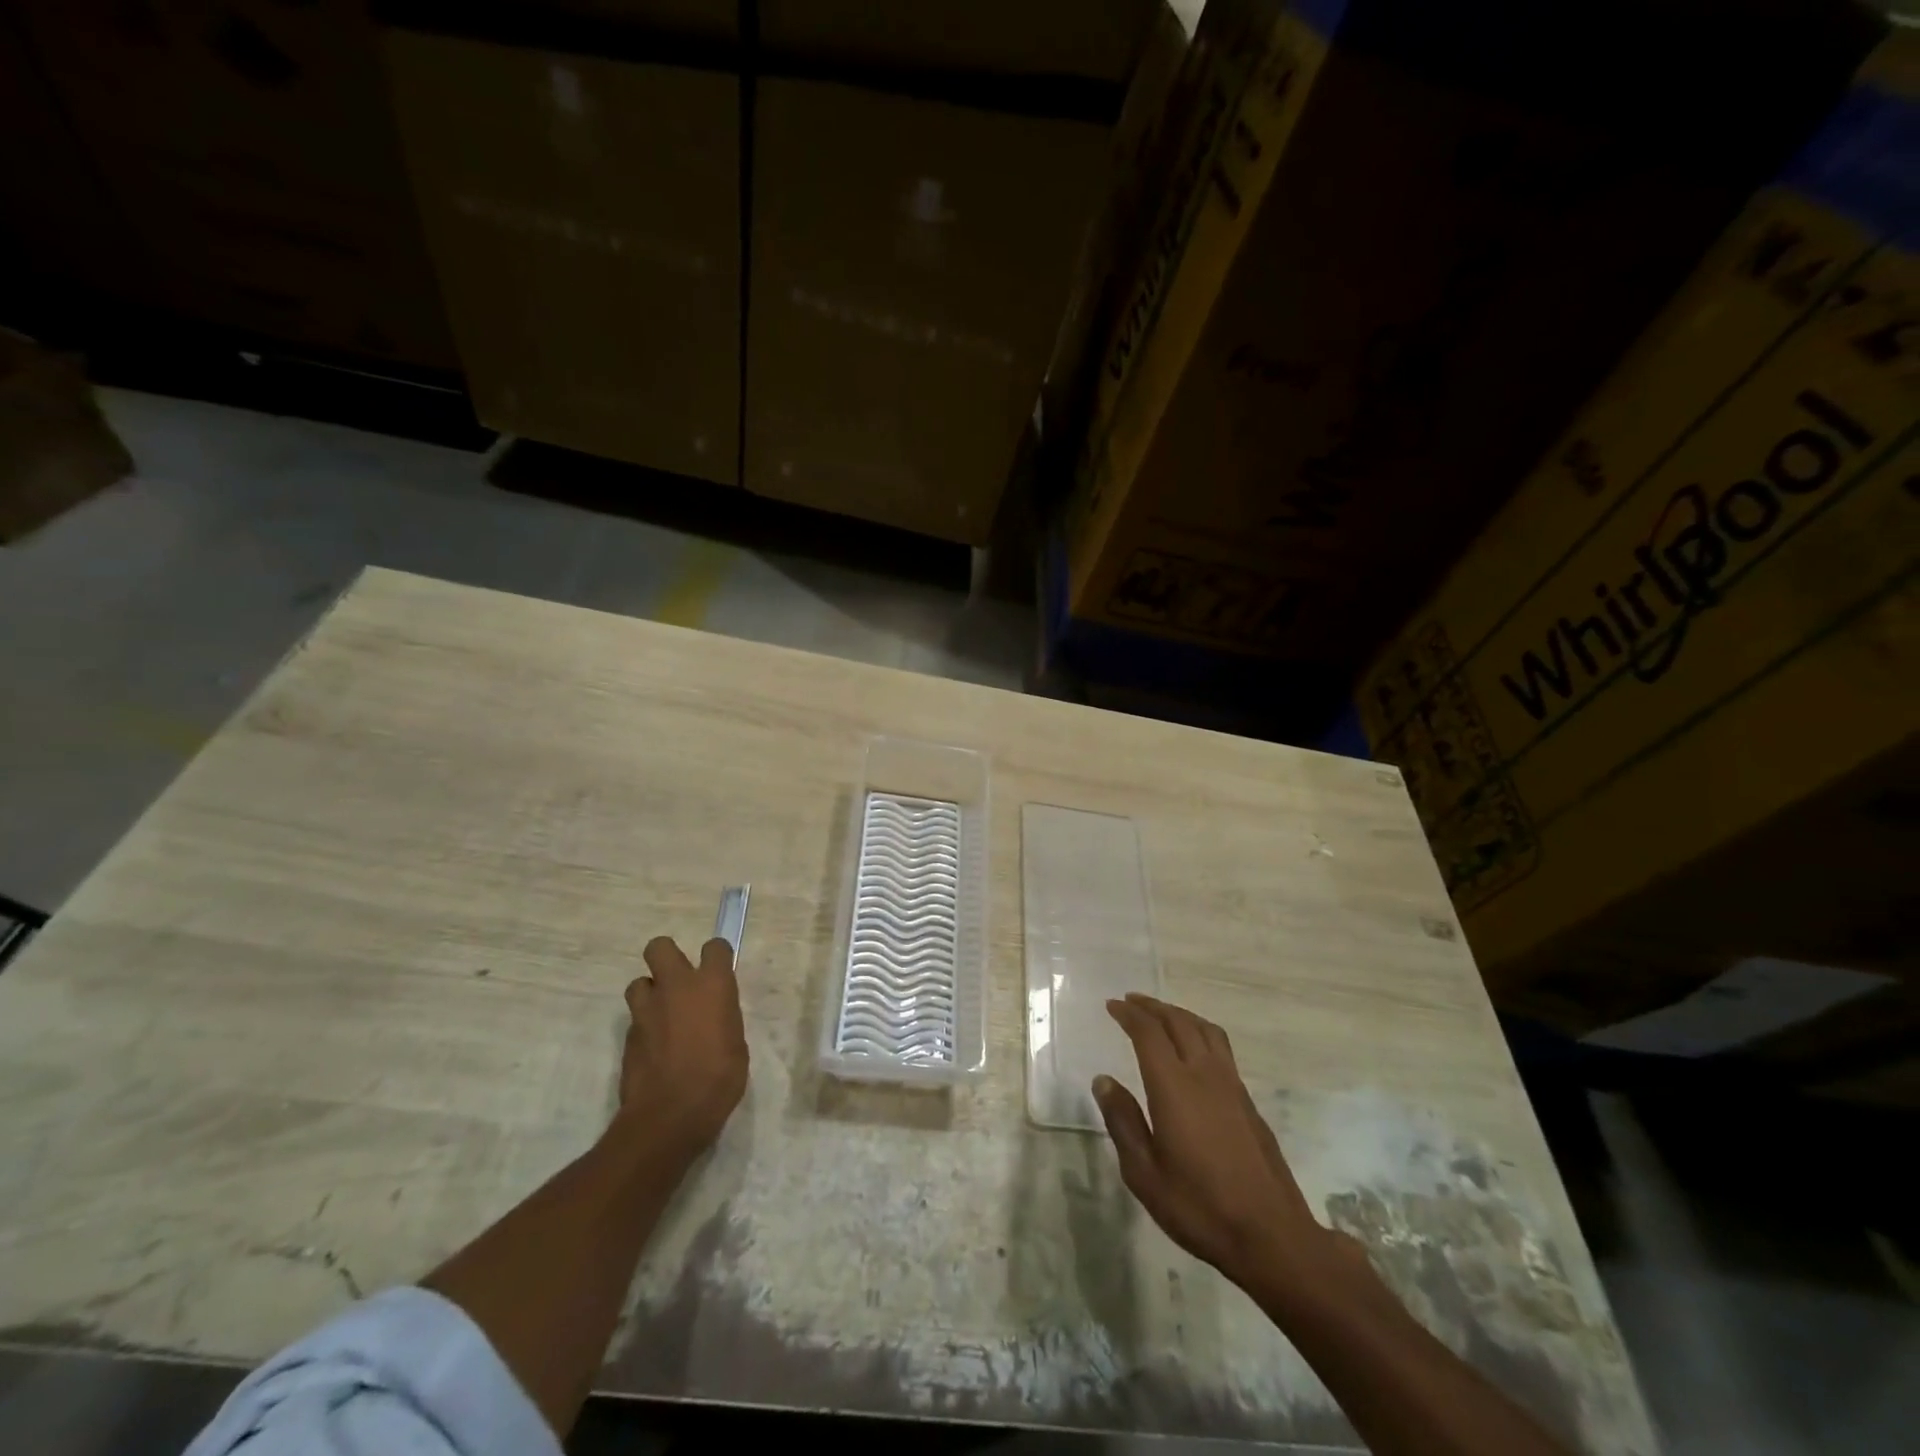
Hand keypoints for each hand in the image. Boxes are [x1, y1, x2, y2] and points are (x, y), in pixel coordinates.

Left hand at [618, 936, 748, 1157]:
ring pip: (639, 983)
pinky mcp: (627, 1036)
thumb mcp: (736, 1044)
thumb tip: (713, 1016)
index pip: (714, 947)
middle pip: (660, 947)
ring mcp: (646, 1010)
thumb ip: (722, 1018)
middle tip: (679, 982)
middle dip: (667, 958)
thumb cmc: (719, 1078)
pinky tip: (656, 1048)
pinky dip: (645, 1026)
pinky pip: (635, 1018)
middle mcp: (676, 987)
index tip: (718, 971)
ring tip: (663, 1015)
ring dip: (650, 993)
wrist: (670, 1116)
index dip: (716, 956)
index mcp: (712, 985)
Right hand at [1094, 994, 1333, 1288]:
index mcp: (1174, 1086)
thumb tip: (1103, 1081)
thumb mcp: (1144, 1173)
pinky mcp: (1248, 1100)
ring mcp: (1231, 1085)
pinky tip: (1193, 1049)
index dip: (1129, 1015)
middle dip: (1152, 1007)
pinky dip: (1199, 1032)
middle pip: (1178, 1021)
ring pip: (1204, 1029)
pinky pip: (1220, 1047)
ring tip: (1161, 1015)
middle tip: (1131, 1002)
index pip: (1148, 1033)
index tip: (1112, 1006)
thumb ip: (1123, 1122)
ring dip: (1179, 1014)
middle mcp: (1204, 1074)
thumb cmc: (1199, 1207)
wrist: (1271, 1235)